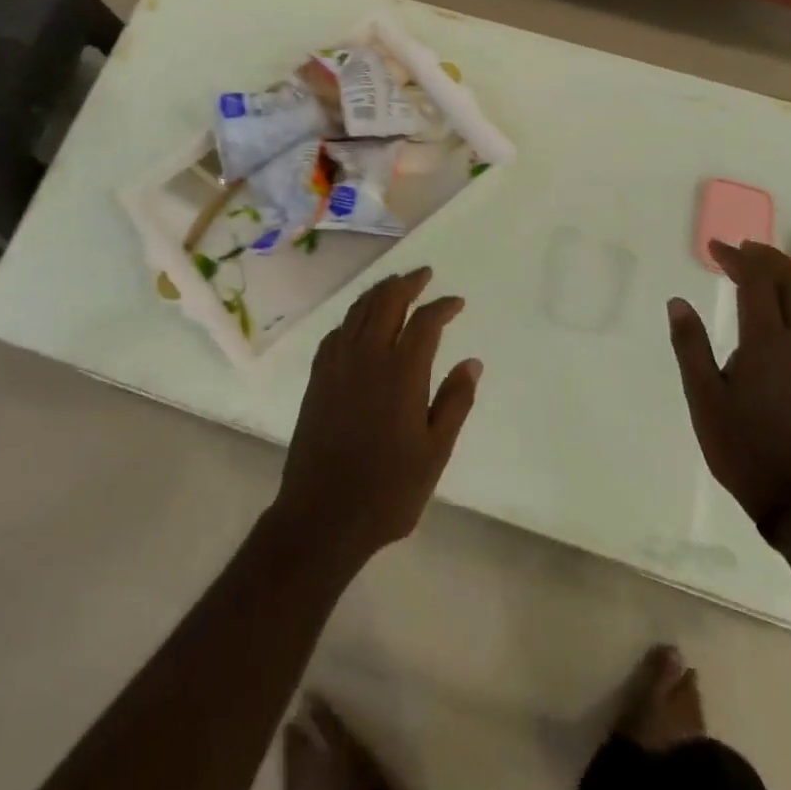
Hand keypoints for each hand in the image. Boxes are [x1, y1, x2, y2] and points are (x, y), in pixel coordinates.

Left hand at [273, 268, 481, 568]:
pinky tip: (359, 324)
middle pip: (387, 301)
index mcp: (401, 372)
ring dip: (379, 292)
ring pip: (358, 310)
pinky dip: (353, 317)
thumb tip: (472, 362)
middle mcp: (367, 356)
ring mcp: (337, 364)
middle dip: (407, 282)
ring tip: (395, 286)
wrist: (322, 514)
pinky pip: (337, 332)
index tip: (456, 302)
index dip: (442, 306)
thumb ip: (454, 402)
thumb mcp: (434, 452)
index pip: (425, 321)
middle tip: (424, 275)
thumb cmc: (388, 490)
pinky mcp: (318, 377)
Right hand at [668, 241, 790, 535]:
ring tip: (757, 268)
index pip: (758, 282)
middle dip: (767, 258)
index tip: (715, 247)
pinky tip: (775, 307)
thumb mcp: (702, 395)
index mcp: (767, 342)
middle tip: (739, 249)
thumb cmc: (742, 444)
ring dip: (784, 275)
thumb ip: (690, 345)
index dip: (737, 258)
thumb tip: (678, 303)